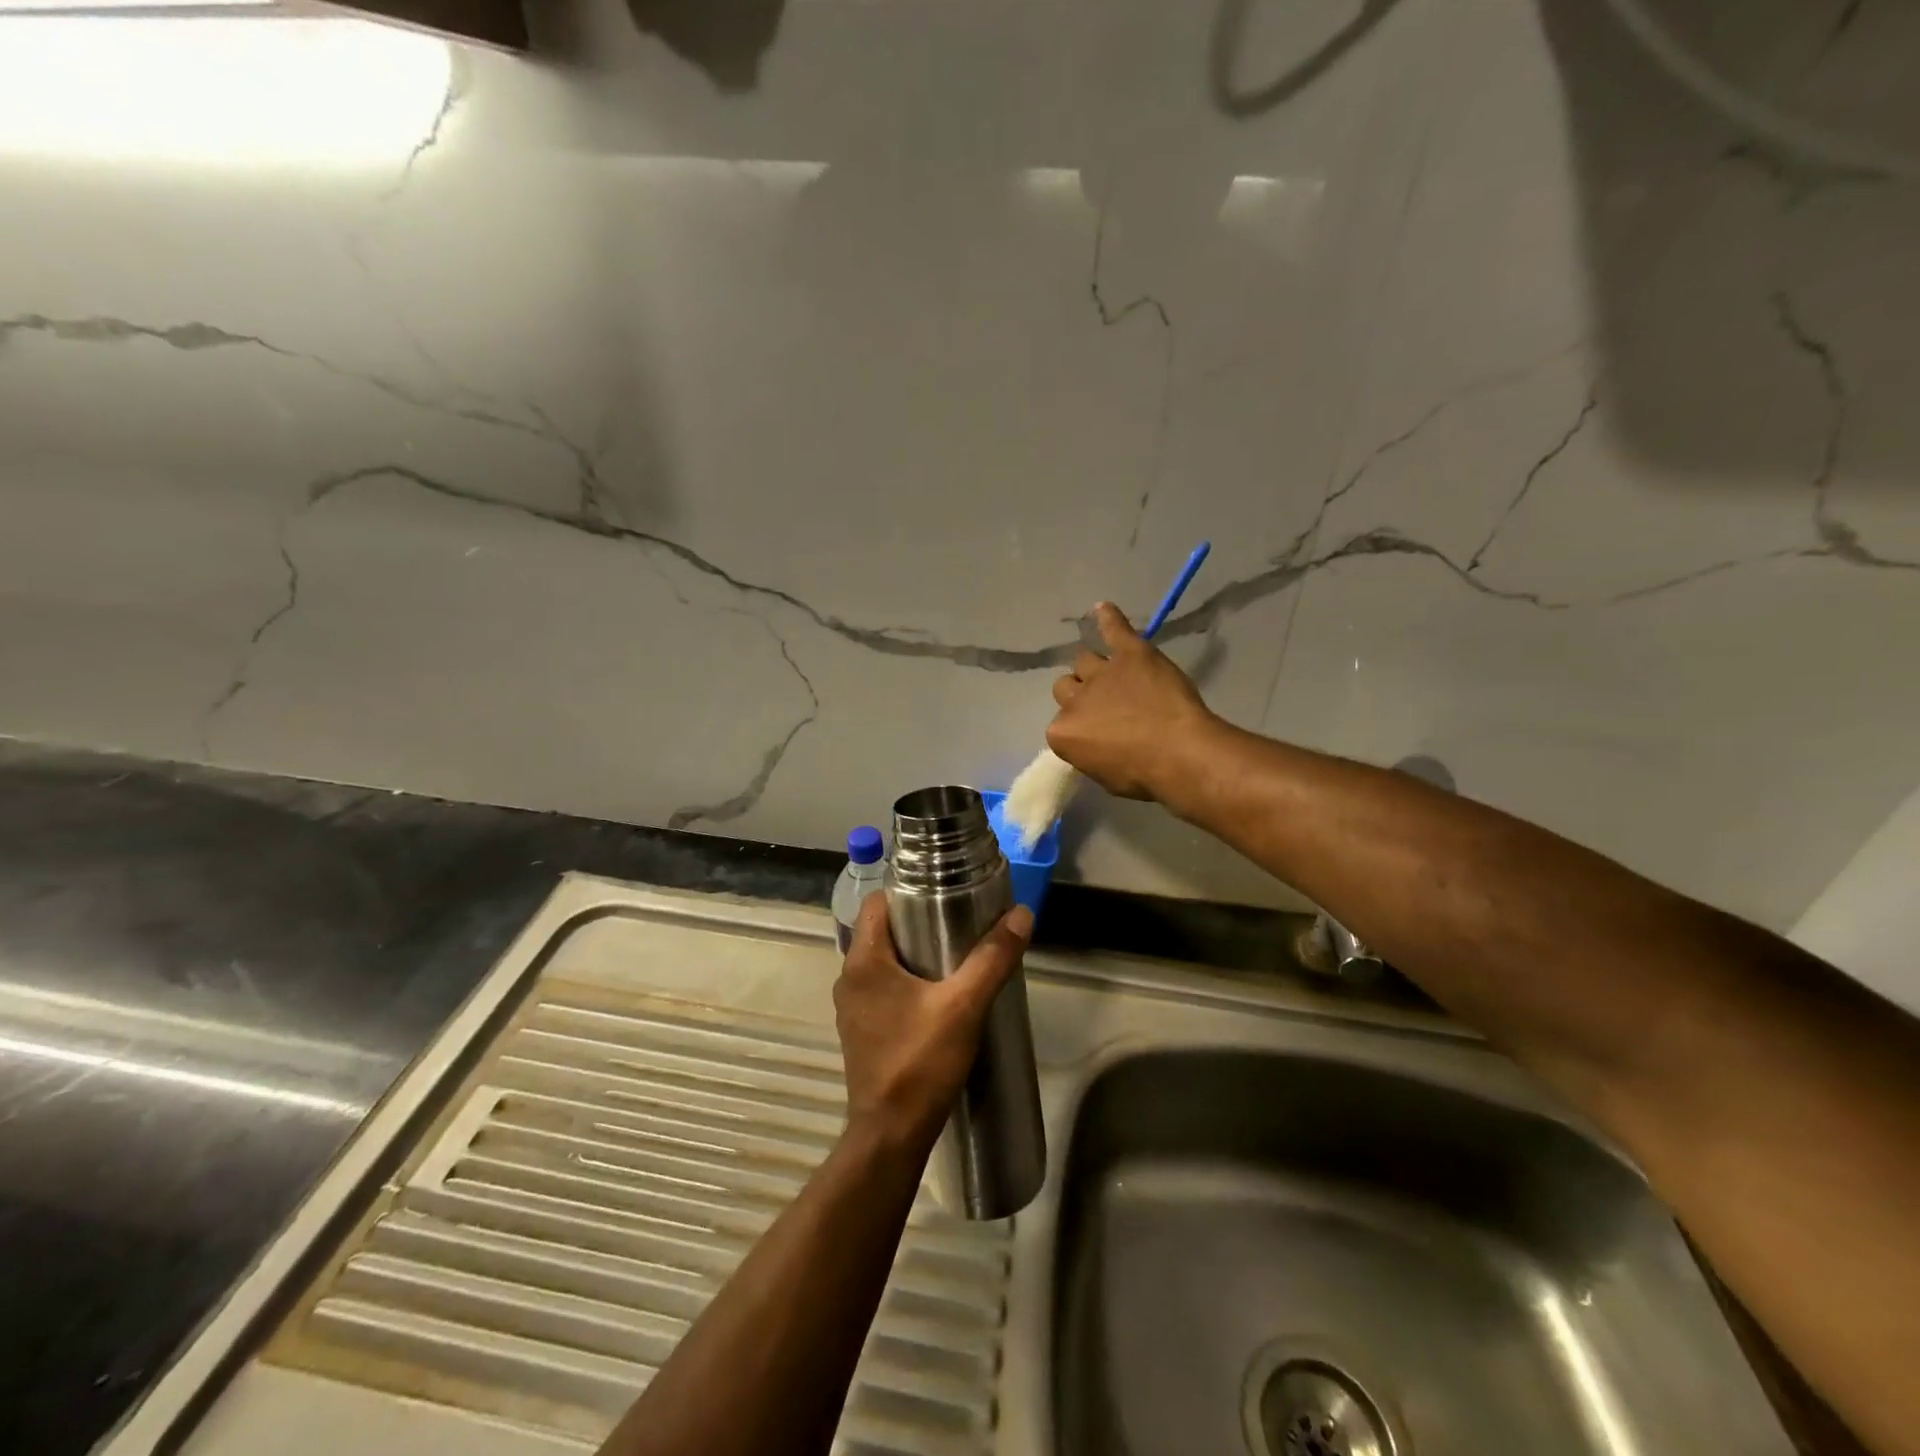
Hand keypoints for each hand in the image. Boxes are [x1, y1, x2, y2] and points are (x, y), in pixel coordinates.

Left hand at [834, 895, 1033, 1149]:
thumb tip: (1022, 914)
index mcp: (864, 960)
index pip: (877, 902)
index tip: (943, 893)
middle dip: (918, 922)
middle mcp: (849, 977)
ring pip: (883, 961)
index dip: (908, 892)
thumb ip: (992, 958)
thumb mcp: (964, 1006)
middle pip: (882, 930)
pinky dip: (906, 981)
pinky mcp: (861, 1030)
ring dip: (913, 954)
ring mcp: (852, 1006)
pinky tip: (938, 996)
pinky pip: (882, 988)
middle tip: (959, 922)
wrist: (891, 1134)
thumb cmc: (921, 1061)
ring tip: (954, 956)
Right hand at [1046, 602, 1217, 800]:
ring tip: (1115, 676)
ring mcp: (1101, 673)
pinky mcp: (1130, 653)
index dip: (1081, 729)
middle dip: (1082, 696)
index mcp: (1061, 733)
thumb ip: (1090, 753)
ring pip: (1084, 661)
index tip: (1099, 736)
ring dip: (1094, 669)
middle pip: (1065, 688)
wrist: (1179, 754)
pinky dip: (1108, 618)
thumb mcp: (1105, 777)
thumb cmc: (1144, 776)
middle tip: (1107, 707)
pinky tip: (1102, 608)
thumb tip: (1095, 744)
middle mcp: (1074, 700)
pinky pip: (1114, 628)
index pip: (1060, 726)